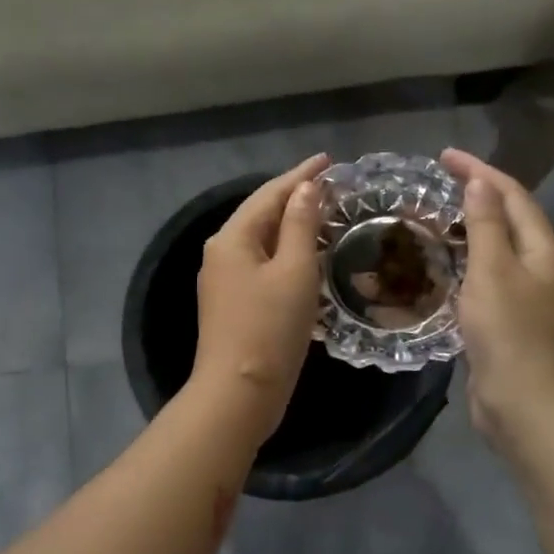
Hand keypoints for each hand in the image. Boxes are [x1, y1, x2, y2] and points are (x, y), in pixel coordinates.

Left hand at [190, 154, 327, 441]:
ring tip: (324, 213)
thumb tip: (305, 188)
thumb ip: (300, 225)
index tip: (329, 160)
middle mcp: (221, 253)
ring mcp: (224, 280)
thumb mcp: (294, 271)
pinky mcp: (233, 304)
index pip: (269, 193)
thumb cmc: (269, 328)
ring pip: (262, 241)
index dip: (301, 175)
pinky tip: (306, 255)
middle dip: (295, 197)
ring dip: (291, 225)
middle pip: (261, 214)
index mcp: (232, 238)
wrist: (239, 393)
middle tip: (332, 185)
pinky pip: (262, 264)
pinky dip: (285, 253)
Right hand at [441, 150, 553, 444]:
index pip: (512, 195)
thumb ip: (485, 226)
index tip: (443, 157)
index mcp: (542, 249)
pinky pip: (484, 277)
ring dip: (466, 229)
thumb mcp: (493, 272)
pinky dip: (463, 262)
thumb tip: (480, 185)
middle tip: (434, 185)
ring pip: (494, 249)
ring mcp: (524, 295)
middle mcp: (538, 267)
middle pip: (507, 218)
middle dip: (474, 196)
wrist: (524, 403)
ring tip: (432, 218)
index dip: (480, 172)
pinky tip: (439, 265)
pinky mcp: (506, 320)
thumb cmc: (509, 334)